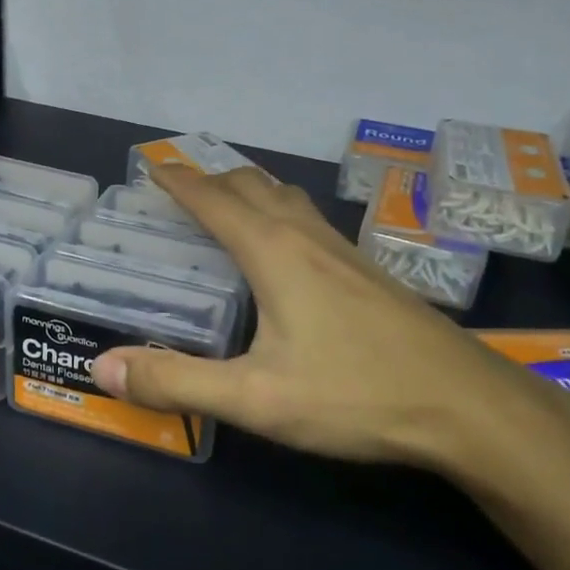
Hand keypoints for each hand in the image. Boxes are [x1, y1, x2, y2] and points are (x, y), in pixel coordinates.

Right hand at [92, 165, 569, 478]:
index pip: (212, 199)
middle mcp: (305, 235)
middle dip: (208, 178)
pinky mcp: (365, 268)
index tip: (149, 166)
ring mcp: (341, 248)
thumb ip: (177, 382)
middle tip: (176, 188)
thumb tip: (103, 369)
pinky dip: (276, 208)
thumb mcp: (256, 398)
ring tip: (222, 203)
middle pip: (249, 185)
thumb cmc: (355, 393)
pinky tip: (283, 244)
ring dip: (246, 188)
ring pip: (284, 196)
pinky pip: (306, 216)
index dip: (177, 180)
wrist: (466, 403)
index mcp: (272, 250)